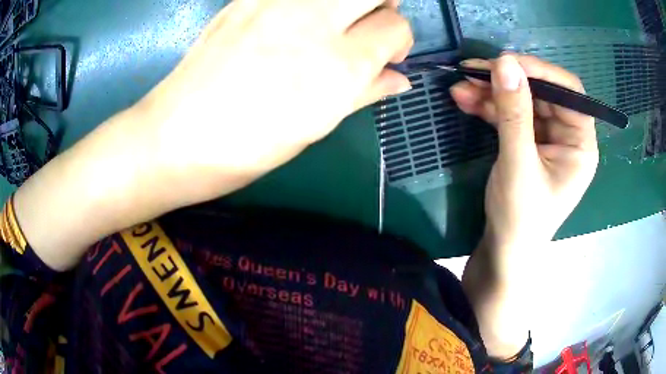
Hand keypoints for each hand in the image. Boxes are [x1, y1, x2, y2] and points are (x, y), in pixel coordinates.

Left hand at [137, 0, 413, 203]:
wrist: (175, 137)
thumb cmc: (246, 148)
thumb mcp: (314, 128)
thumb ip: (364, 93)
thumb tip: (399, 79)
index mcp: (337, 67)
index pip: (395, 28)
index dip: (398, 41)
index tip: (386, 55)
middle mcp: (312, 23)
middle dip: (383, 3)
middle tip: (368, 24)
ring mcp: (275, 4)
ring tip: (334, 18)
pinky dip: (307, 2)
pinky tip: (294, 18)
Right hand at [451, 54, 598, 261]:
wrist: (503, 251)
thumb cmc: (521, 218)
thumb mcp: (519, 165)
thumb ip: (514, 114)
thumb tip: (504, 62)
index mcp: (580, 144)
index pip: (568, 92)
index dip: (540, 72)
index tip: (505, 62)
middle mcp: (567, 135)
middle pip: (541, 92)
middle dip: (508, 80)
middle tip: (473, 71)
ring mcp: (546, 138)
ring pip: (522, 100)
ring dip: (492, 91)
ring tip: (461, 85)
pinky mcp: (527, 142)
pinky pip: (510, 114)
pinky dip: (488, 106)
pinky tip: (465, 99)